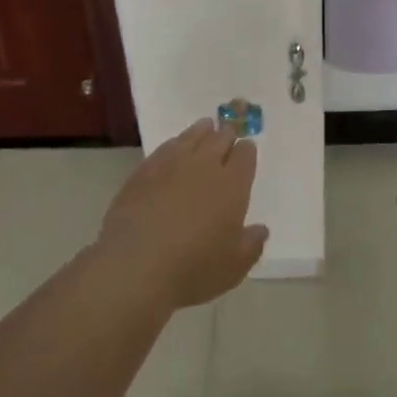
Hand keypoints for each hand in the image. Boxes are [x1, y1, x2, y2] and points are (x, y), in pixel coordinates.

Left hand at [96, 120, 268, 308]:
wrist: (136, 266)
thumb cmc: (193, 269)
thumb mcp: (234, 267)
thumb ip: (251, 245)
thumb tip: (260, 230)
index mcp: (232, 185)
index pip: (244, 156)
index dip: (246, 150)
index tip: (246, 149)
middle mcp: (204, 167)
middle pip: (219, 139)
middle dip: (226, 135)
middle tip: (228, 133)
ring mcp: (171, 165)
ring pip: (191, 137)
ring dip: (201, 131)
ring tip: (205, 127)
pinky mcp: (143, 172)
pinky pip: (164, 148)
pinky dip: (174, 144)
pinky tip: (173, 147)